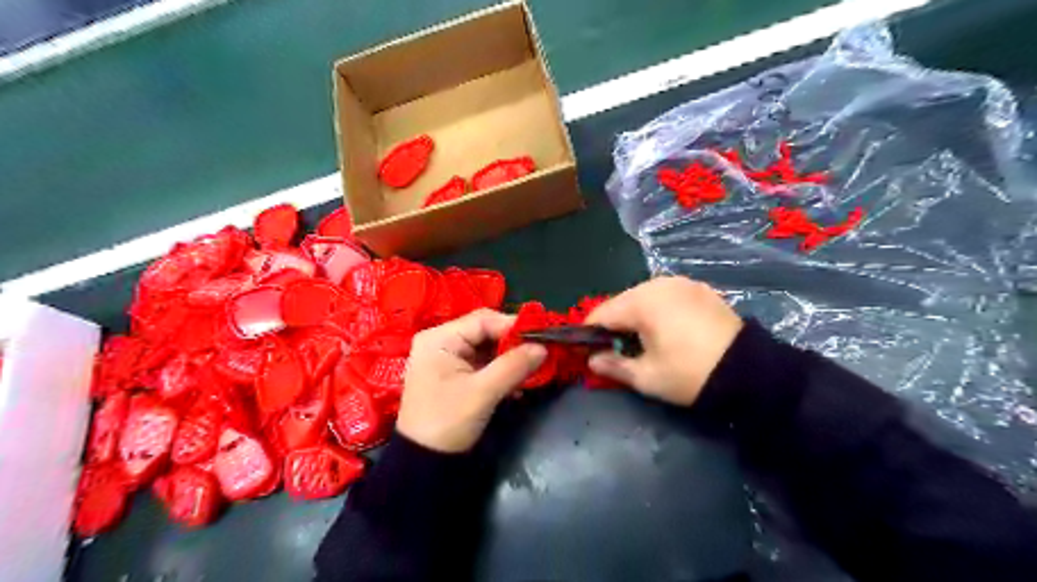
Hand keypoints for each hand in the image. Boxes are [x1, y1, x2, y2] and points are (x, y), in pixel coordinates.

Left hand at [398, 309, 550, 455]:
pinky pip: (484, 364)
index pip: (483, 320)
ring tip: (535, 368)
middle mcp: (441, 341)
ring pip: (487, 348)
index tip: (543, 335)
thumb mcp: (482, 392)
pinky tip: (520, 383)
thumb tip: (544, 347)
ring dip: (511, 358)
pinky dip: (502, 370)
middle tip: (542, 352)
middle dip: (514, 343)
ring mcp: (447, 358)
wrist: (423, 462)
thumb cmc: (447, 421)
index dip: (514, 325)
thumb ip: (514, 365)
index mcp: (440, 338)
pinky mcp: (455, 375)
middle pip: (486, 332)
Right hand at [588, 274, 740, 404]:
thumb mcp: (647, 377)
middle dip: (616, 326)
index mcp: (642, 301)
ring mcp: (682, 283)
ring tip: (645, 343)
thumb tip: (592, 360)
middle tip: (620, 352)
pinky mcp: (700, 289)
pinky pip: (666, 297)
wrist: (752, 372)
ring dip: (637, 318)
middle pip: (622, 303)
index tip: (589, 352)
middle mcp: (659, 283)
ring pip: (644, 298)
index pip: (602, 313)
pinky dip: (659, 311)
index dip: (590, 333)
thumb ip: (613, 366)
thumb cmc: (691, 375)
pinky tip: (669, 332)